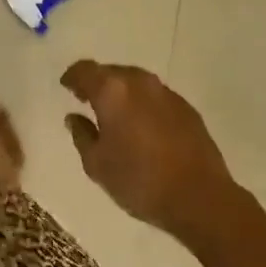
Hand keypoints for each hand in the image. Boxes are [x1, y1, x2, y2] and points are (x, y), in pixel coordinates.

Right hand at [61, 61, 238, 241]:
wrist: (199, 196)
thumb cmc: (139, 181)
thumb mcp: (97, 165)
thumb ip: (82, 135)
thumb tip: (74, 117)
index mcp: (112, 91)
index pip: (85, 70)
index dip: (73, 77)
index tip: (66, 86)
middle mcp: (139, 82)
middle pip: (112, 72)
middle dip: (97, 83)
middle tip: (87, 100)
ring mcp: (166, 92)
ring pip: (135, 82)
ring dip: (122, 93)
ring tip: (114, 114)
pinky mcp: (186, 107)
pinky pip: (155, 96)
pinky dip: (143, 104)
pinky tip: (142, 126)